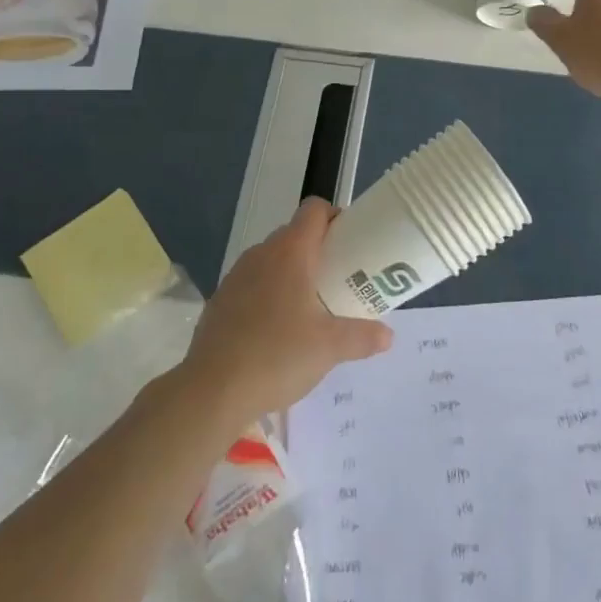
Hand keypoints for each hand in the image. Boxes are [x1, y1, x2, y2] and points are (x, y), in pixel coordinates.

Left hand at [182, 199, 393, 425]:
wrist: (212, 391)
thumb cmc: (278, 356)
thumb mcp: (330, 348)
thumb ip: (363, 337)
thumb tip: (388, 336)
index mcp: (290, 252)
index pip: (314, 210)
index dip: (335, 217)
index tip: (353, 242)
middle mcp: (261, 254)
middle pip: (295, 234)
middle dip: (319, 250)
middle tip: (341, 279)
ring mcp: (236, 276)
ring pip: (272, 260)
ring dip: (293, 272)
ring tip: (312, 306)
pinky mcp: (220, 300)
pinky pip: (253, 283)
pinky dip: (269, 293)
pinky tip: (278, 329)